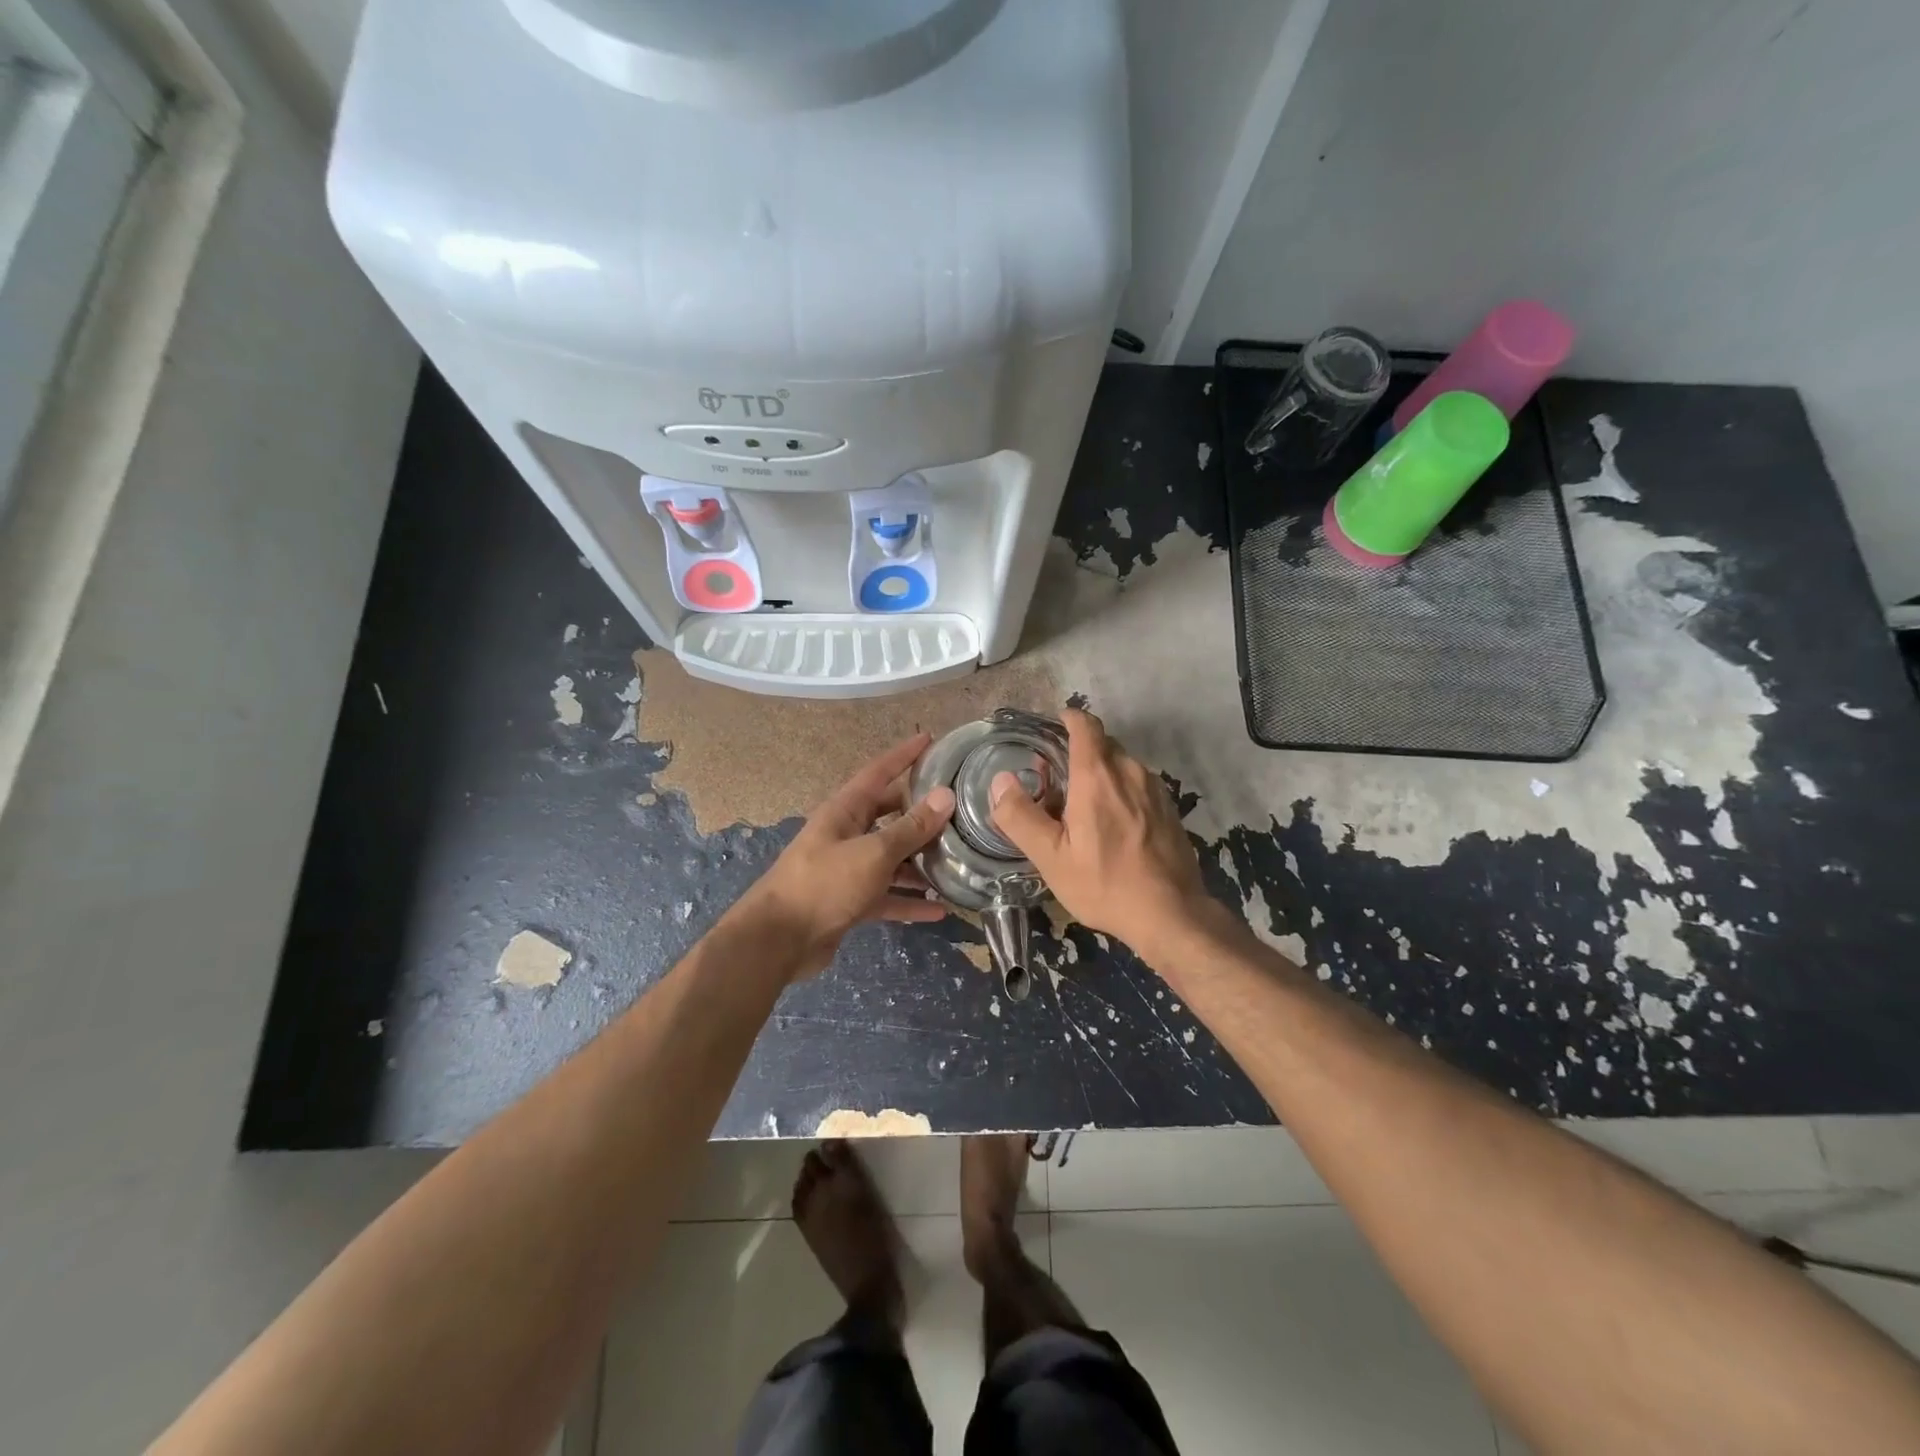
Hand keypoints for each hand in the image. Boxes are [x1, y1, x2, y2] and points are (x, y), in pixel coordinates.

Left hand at [739, 734, 955, 978]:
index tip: (930, 738)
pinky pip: (887, 896)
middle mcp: (847, 834)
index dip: (904, 754)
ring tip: (958, 862)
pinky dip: (909, 902)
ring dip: (920, 863)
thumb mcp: (873, 853)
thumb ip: (910, 828)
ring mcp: (848, 869)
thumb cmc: (825, 884)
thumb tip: (944, 796)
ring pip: (892, 859)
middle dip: (921, 813)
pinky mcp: (850, 902)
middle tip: (958, 809)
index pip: (879, 772)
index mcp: (845, 810)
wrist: (779, 940)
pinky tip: (939, 910)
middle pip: (890, 816)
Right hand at [990, 708, 1213, 962]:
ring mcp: (1155, 788)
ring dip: (1099, 774)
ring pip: (1121, 765)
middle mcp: (1130, 770)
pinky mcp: (1170, 807)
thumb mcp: (1050, 857)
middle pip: (1101, 743)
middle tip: (1055, 782)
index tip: (1050, 731)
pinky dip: (1120, 790)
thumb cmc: (1105, 884)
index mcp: (1097, 775)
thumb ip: (1020, 816)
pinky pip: (1138, 784)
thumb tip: (1000, 781)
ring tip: (1081, 807)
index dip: (1067, 719)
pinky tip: (1112, 825)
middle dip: (1077, 752)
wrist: (1172, 914)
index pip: (1085, 724)